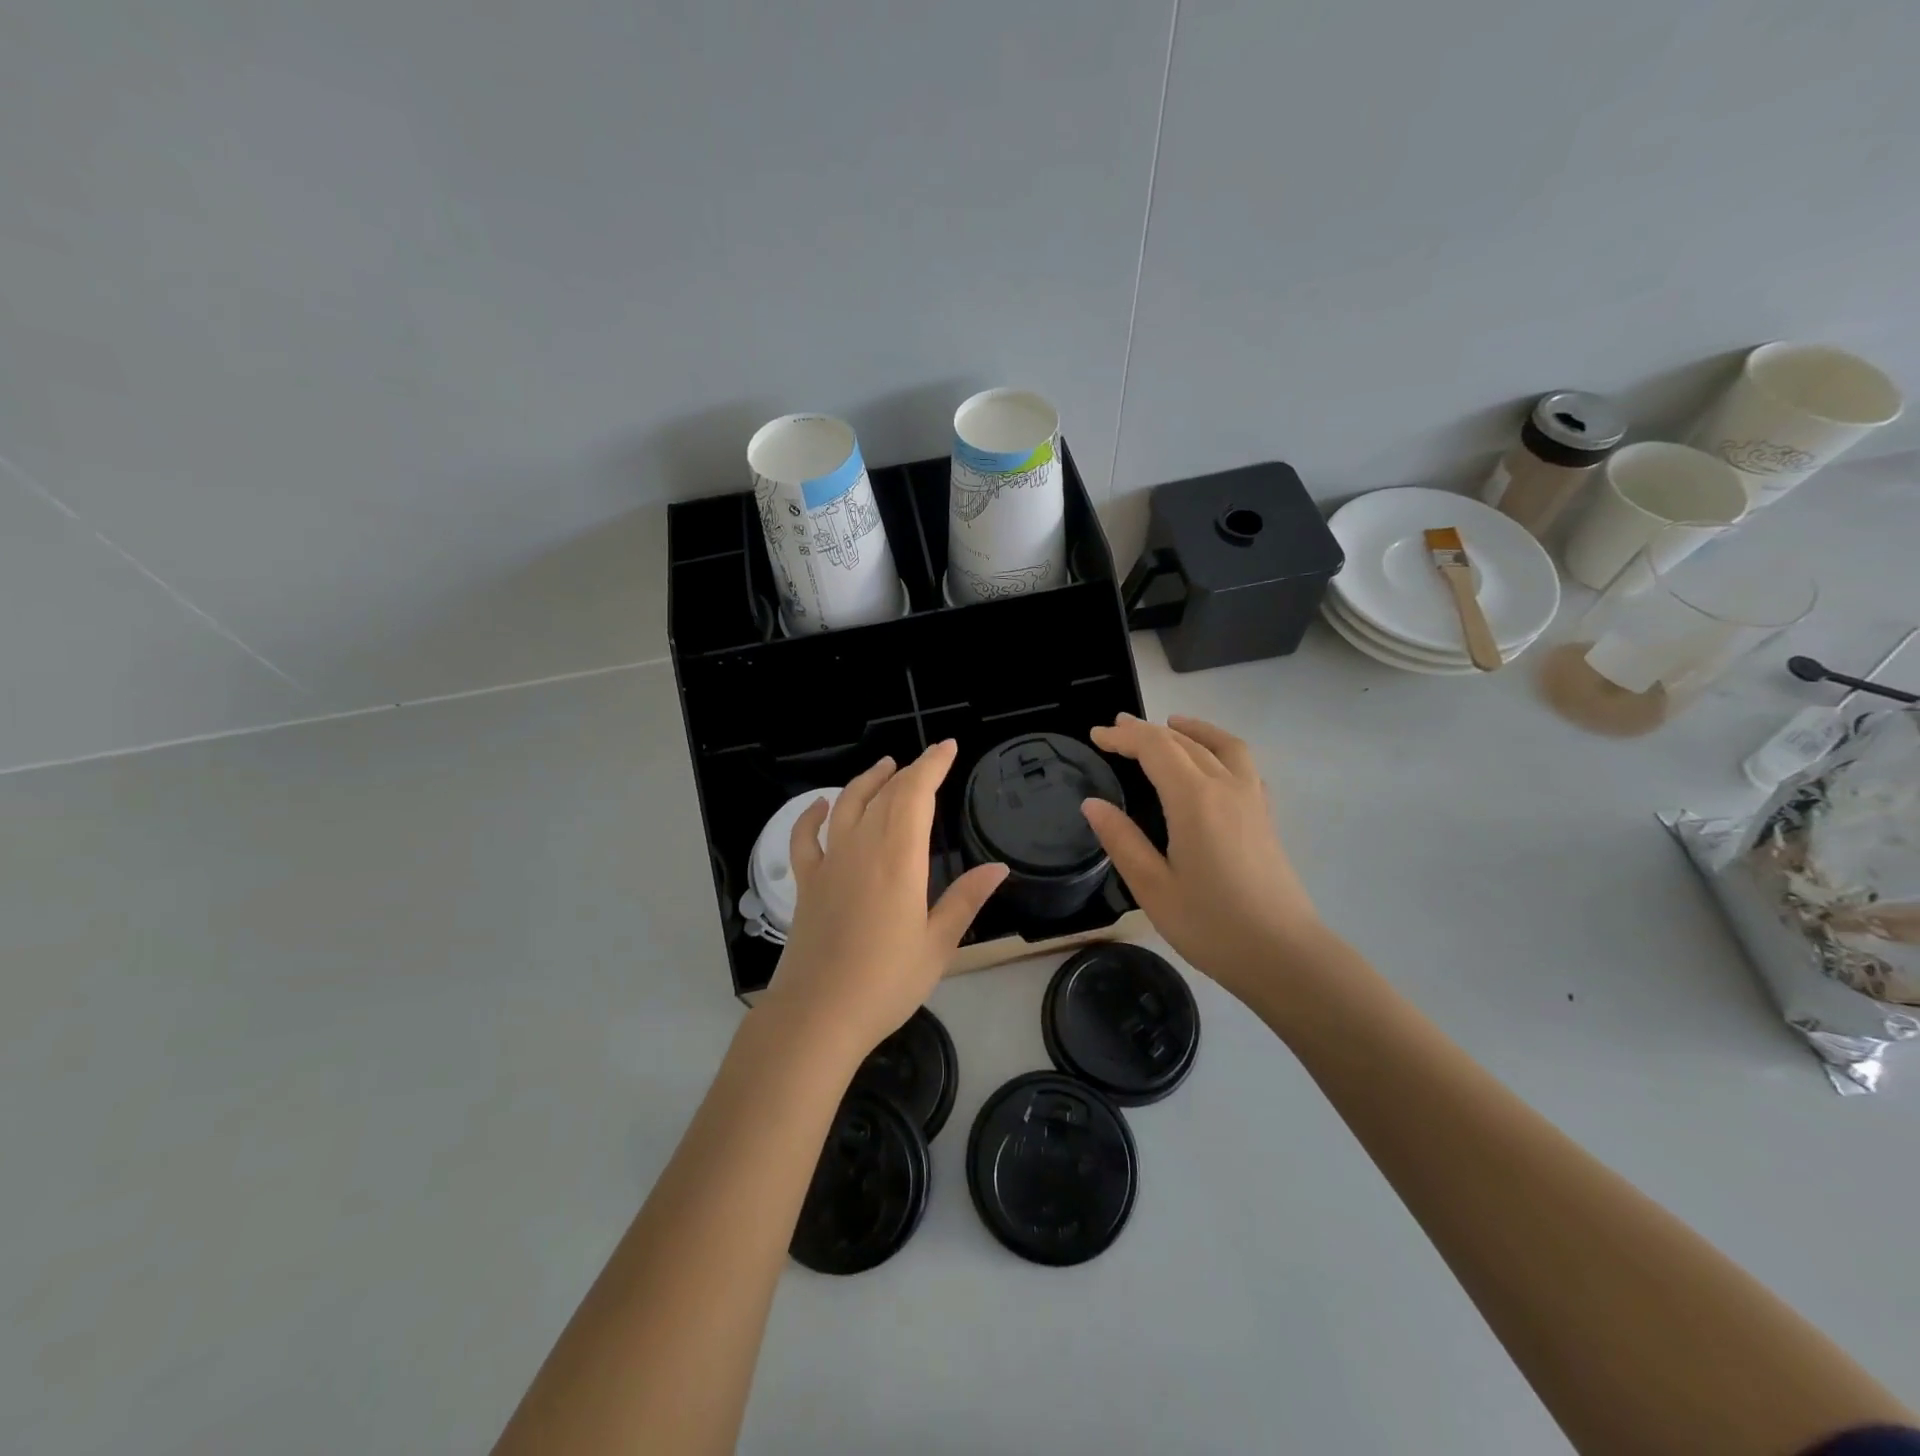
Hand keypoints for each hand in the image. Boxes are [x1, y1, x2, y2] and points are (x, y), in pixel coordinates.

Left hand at [762, 741, 1007, 1063]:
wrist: (817, 1015)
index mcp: (898, 859)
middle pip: (886, 794)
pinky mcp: (807, 883)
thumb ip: (965, 900)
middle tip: (930, 758)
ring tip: (886, 766)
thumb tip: (998, 867)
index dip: (933, 765)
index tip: (948, 747)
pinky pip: (805, 838)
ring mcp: (829, 864)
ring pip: (847, 806)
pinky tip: (821, 805)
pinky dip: (811, 816)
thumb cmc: (886, 982)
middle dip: (911, 770)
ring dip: (868, 781)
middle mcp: (862, 849)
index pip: (916, 794)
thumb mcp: (937, 944)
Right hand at [1080, 714, 1322, 1001]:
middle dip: (1148, 731)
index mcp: (1194, 800)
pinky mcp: (1265, 816)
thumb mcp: (1153, 887)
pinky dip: (1220, 748)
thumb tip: (1092, 804)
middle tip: (1117, 729)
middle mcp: (1226, 787)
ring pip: (1221, 746)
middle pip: (1184, 742)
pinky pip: (1243, 764)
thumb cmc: (1212, 925)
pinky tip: (1212, 763)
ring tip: (1171, 724)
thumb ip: (1122, 840)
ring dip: (1192, 730)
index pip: (1155, 749)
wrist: (1284, 955)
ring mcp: (1252, 799)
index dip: (1124, 737)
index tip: (1096, 735)